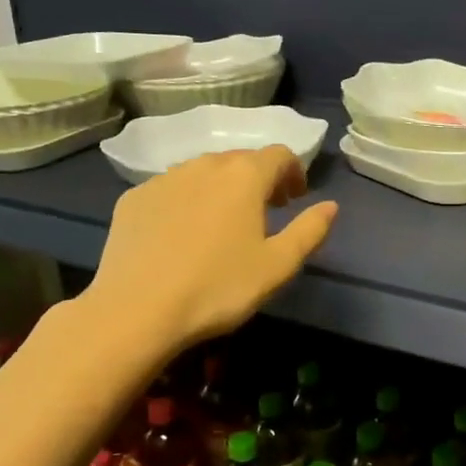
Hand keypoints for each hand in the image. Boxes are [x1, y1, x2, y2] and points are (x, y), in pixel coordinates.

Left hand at [84, 147, 337, 349]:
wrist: (135, 310)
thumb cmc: (218, 288)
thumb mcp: (277, 266)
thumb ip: (309, 231)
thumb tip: (331, 206)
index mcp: (245, 176)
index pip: (279, 155)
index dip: (294, 172)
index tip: (296, 198)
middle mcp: (204, 165)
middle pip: (241, 160)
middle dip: (259, 179)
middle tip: (266, 211)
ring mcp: (164, 179)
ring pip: (203, 172)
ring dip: (222, 188)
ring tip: (224, 223)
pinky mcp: (134, 198)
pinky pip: (171, 189)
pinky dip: (187, 201)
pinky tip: (182, 235)